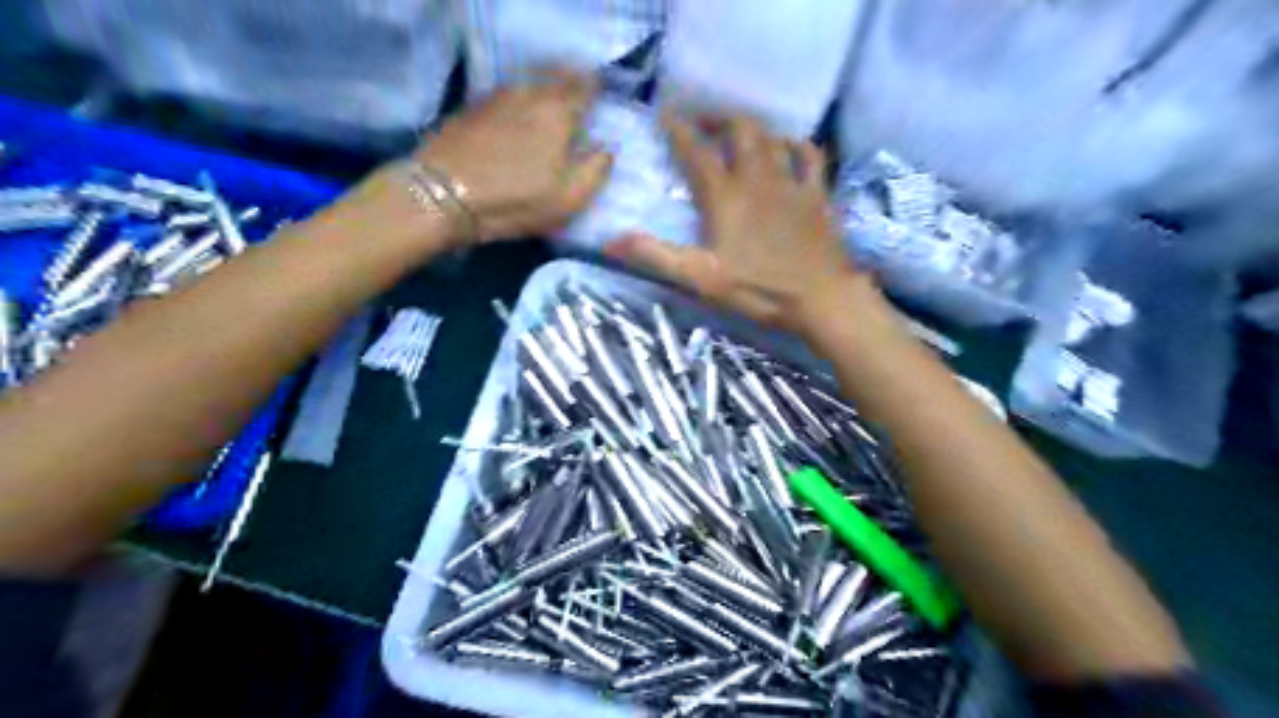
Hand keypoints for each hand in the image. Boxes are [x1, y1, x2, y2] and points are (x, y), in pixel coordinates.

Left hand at [415, 70, 613, 244]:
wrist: (443, 195)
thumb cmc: (516, 200)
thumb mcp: (569, 199)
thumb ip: (597, 170)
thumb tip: (606, 148)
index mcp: (558, 112)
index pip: (586, 87)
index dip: (596, 93)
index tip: (600, 105)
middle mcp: (529, 93)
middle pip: (556, 76)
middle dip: (570, 87)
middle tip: (576, 106)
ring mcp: (496, 96)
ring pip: (528, 83)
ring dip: (542, 93)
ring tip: (547, 112)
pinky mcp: (471, 107)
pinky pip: (505, 95)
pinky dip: (517, 102)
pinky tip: (515, 119)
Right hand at [604, 112, 864, 329]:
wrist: (821, 297)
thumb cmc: (759, 289)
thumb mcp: (700, 277)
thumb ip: (656, 256)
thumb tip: (610, 240)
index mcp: (725, 195)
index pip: (696, 151)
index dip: (678, 129)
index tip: (665, 112)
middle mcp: (757, 177)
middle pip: (739, 129)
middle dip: (718, 118)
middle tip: (704, 123)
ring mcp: (791, 182)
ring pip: (771, 136)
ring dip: (753, 128)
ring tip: (739, 132)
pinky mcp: (817, 193)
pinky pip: (810, 155)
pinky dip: (796, 144)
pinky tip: (788, 147)